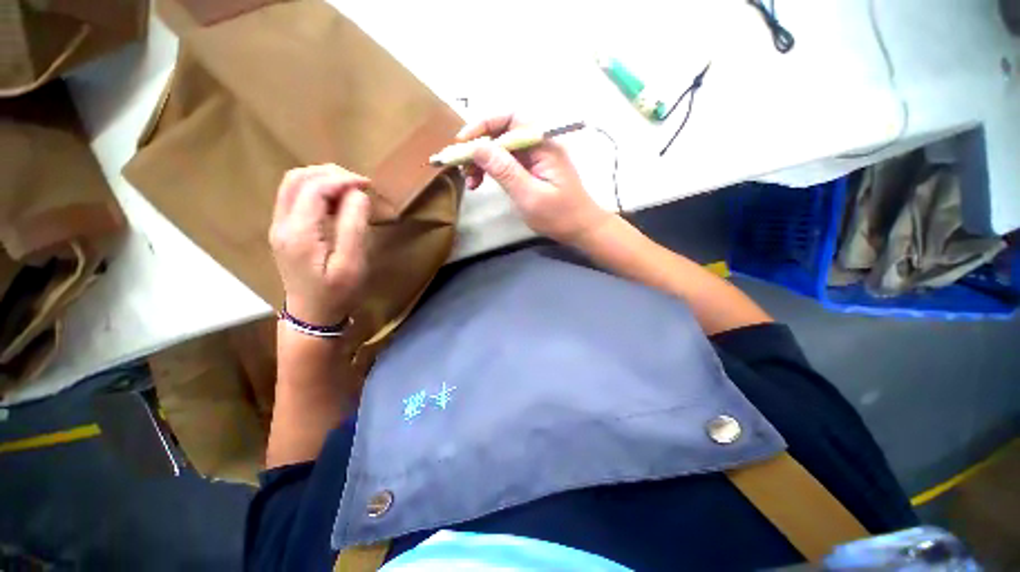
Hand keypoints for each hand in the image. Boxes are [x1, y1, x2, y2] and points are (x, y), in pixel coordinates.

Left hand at [269, 165, 371, 325]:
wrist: (312, 315)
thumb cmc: (337, 293)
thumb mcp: (352, 263)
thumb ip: (354, 226)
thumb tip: (357, 195)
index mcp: (299, 232)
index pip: (315, 188)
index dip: (342, 180)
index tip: (368, 185)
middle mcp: (282, 223)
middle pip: (297, 178)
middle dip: (330, 173)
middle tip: (359, 184)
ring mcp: (279, 226)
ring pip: (293, 184)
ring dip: (322, 178)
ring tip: (350, 188)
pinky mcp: (285, 230)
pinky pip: (295, 197)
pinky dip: (316, 189)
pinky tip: (336, 200)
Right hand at [459, 113, 611, 244]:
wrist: (581, 228)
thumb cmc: (559, 215)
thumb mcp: (529, 195)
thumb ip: (504, 170)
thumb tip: (477, 147)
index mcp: (544, 144)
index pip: (511, 118)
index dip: (483, 125)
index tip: (463, 143)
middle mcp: (540, 144)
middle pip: (504, 132)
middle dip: (480, 147)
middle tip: (463, 167)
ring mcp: (537, 157)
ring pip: (503, 148)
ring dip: (483, 160)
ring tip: (470, 181)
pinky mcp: (533, 169)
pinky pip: (508, 162)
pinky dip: (493, 170)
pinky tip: (481, 182)